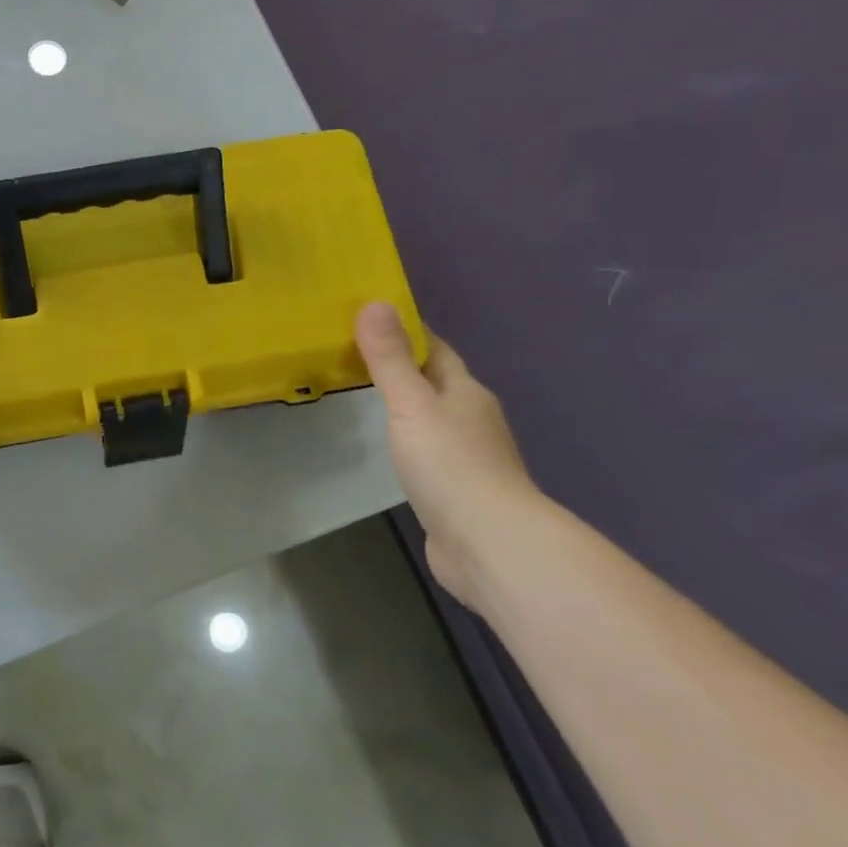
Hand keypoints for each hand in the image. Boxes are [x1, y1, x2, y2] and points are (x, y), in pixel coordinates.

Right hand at [354, 302, 546, 613]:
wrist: (490, 544)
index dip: (408, 331)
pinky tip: (391, 450)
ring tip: (366, 396)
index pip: (436, 349)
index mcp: (466, 392)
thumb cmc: (450, 464)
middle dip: (405, 367)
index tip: (372, 318)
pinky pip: (430, 453)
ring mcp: (469, 458)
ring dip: (408, 407)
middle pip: (437, 382)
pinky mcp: (459, 492)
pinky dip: (410, 443)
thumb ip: (390, 358)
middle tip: (357, 354)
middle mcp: (472, 419)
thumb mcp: (411, 404)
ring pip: (434, 419)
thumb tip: (375, 302)